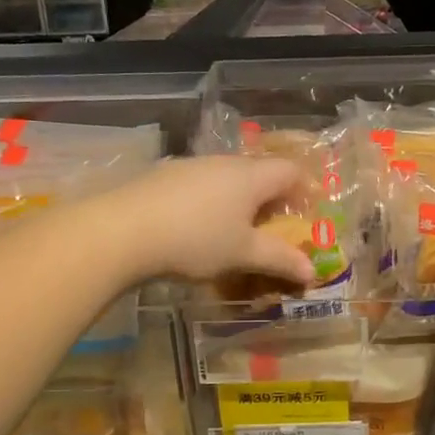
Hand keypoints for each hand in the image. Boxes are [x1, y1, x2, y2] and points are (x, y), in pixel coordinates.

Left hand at [102, 156, 317, 284]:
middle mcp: (223, 163)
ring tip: (237, 230)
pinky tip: (198, 228)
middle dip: (272, 197)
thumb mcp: (243, 254)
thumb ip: (279, 259)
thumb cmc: (196, 240)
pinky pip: (201, 185)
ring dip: (240, 200)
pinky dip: (212, 203)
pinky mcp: (163, 177)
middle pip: (259, 172)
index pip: (290, 171)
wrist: (122, 231)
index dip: (305, 189)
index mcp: (250, 176)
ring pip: (228, 178)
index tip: (310, 212)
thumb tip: (311, 271)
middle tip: (276, 225)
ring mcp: (190, 166)